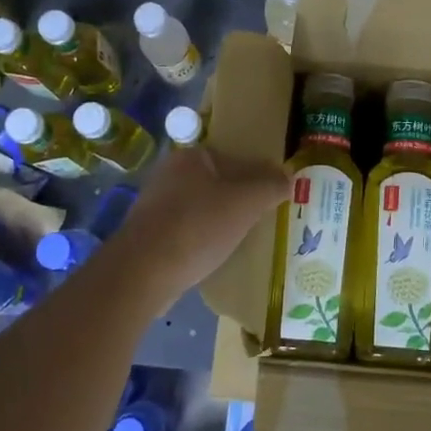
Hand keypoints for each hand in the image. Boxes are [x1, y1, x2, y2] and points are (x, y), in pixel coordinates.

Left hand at [111, 146, 288, 295]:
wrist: (143, 272)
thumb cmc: (198, 226)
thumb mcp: (246, 202)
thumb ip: (270, 186)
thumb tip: (288, 178)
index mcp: (191, 157)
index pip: (235, 158)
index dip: (258, 176)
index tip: (274, 196)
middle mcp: (169, 174)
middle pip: (218, 183)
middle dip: (239, 199)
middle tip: (262, 218)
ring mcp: (155, 205)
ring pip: (202, 208)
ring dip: (220, 221)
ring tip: (243, 239)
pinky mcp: (149, 234)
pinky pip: (187, 231)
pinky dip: (202, 239)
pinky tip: (216, 255)